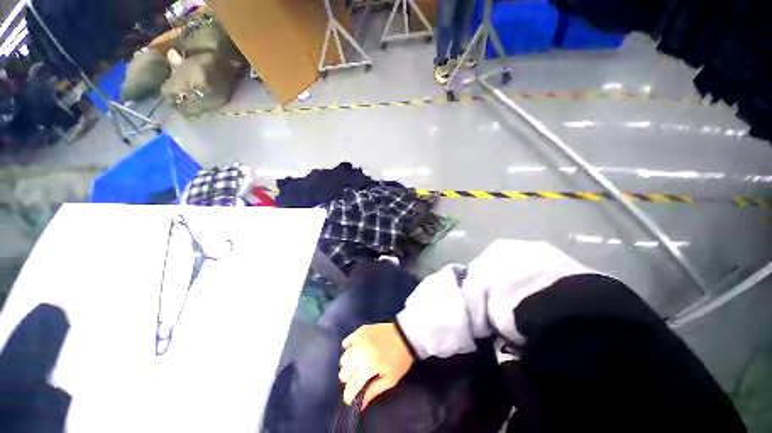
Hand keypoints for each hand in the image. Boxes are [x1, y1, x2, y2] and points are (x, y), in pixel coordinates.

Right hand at [339, 323, 413, 408]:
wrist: (405, 335)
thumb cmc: (400, 359)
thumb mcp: (390, 379)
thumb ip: (372, 391)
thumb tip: (359, 405)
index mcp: (368, 366)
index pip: (351, 386)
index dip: (349, 396)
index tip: (351, 400)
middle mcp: (360, 352)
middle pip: (343, 373)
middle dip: (349, 380)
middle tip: (359, 379)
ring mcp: (359, 339)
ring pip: (344, 358)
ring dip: (349, 365)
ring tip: (358, 365)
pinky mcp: (360, 330)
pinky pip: (346, 342)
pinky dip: (348, 349)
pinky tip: (356, 351)